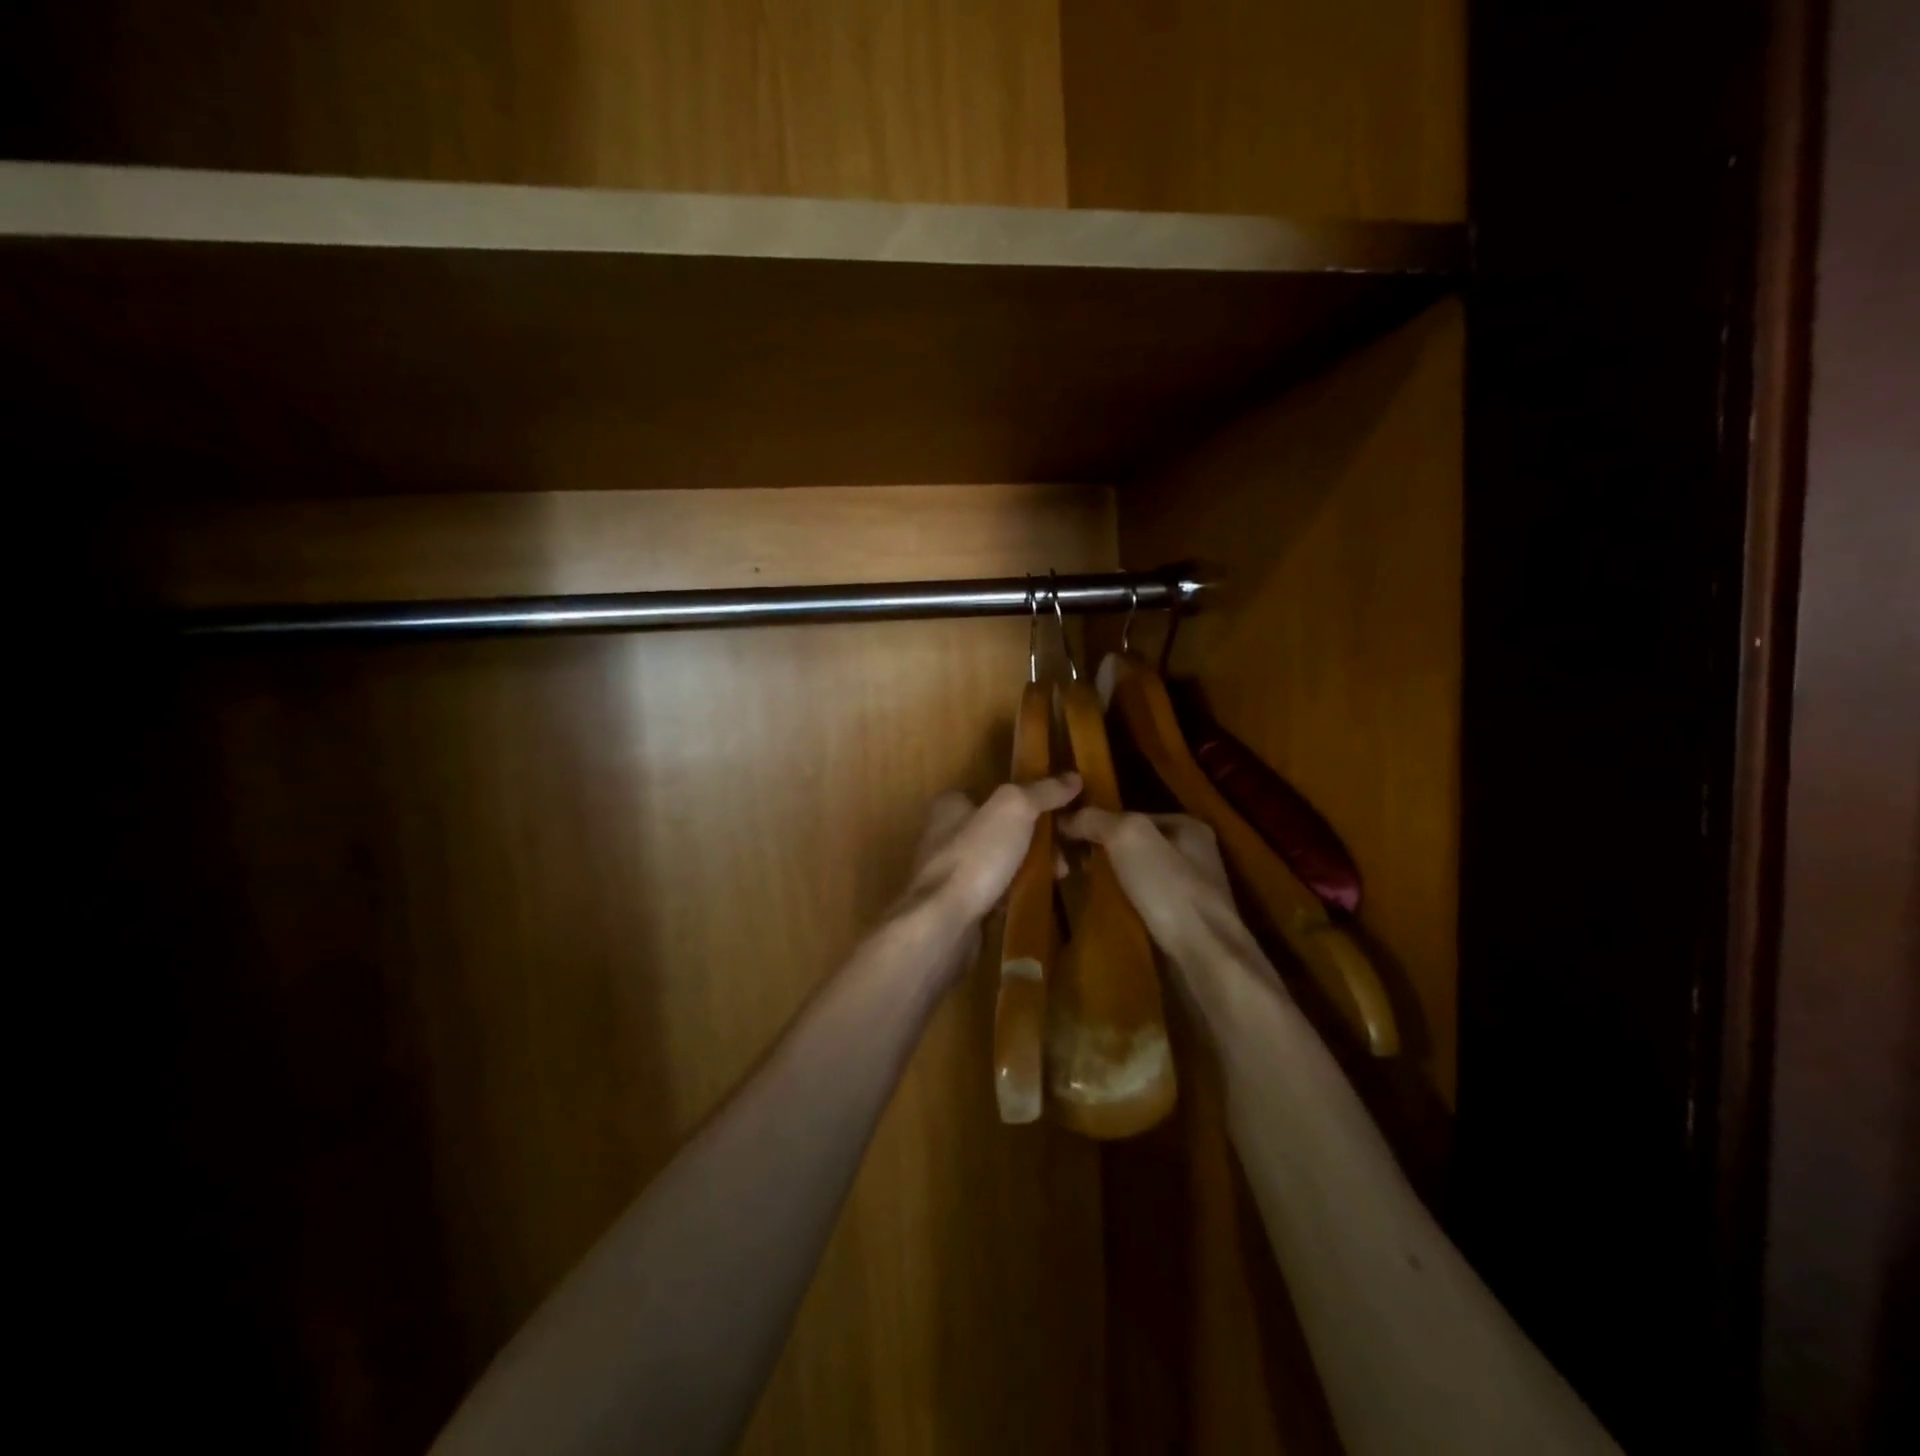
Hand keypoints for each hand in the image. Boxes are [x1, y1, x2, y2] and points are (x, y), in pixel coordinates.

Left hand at [902, 775, 1081, 956]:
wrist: (944, 923)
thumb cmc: (975, 857)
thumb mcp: (1014, 809)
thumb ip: (1042, 792)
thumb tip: (1072, 777)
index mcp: (950, 806)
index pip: (993, 793)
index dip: (1028, 800)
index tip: (1059, 812)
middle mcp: (944, 836)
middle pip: (1001, 829)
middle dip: (1036, 839)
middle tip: (1066, 852)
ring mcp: (949, 874)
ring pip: (1000, 862)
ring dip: (1030, 867)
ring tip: (1060, 876)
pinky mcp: (956, 906)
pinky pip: (995, 892)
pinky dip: (1015, 893)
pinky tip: (1035, 898)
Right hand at [1058, 809, 1251, 969]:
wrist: (1205, 959)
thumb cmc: (1170, 889)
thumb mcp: (1129, 837)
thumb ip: (1096, 819)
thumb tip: (1064, 817)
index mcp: (1189, 827)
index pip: (1131, 816)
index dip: (1097, 824)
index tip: (1065, 840)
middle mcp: (1194, 856)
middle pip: (1133, 848)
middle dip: (1100, 855)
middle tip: (1066, 867)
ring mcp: (1191, 893)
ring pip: (1136, 878)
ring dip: (1109, 884)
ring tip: (1077, 891)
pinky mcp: (1184, 926)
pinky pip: (1142, 907)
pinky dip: (1121, 909)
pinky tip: (1102, 916)